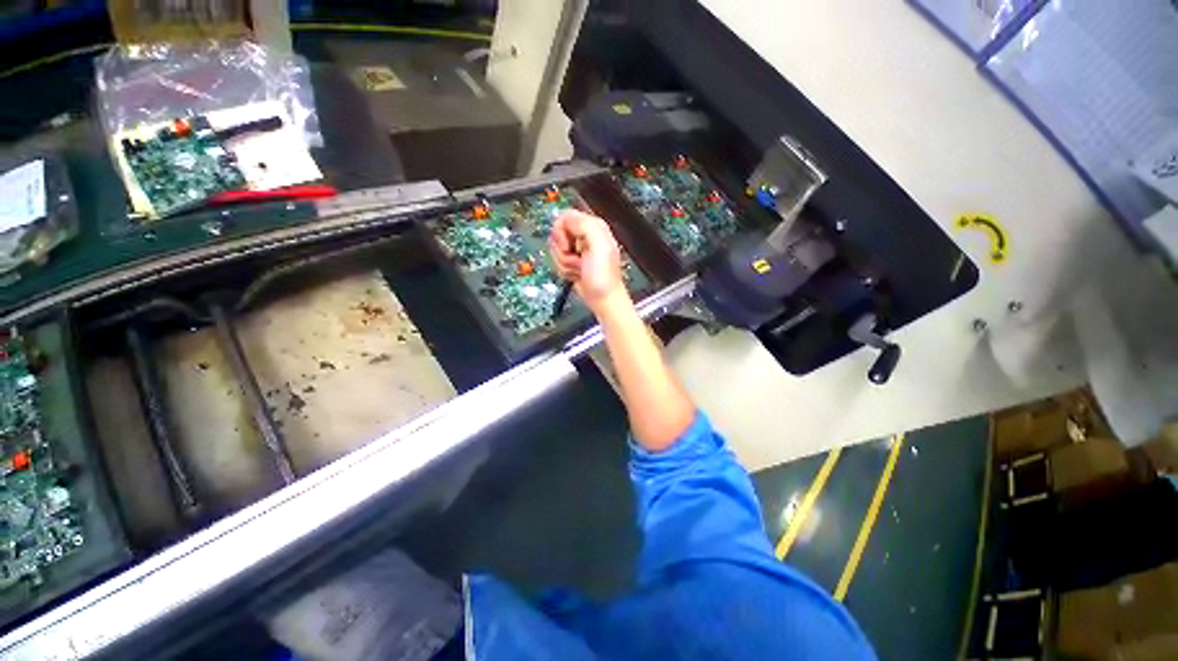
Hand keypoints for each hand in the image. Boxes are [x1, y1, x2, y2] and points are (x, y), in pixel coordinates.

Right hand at [549, 210, 624, 311]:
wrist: (602, 298)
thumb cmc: (603, 276)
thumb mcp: (599, 245)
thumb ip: (584, 225)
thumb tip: (567, 218)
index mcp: (593, 226)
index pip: (565, 217)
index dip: (561, 232)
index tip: (567, 246)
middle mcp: (585, 236)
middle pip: (558, 233)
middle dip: (562, 250)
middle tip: (576, 259)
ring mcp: (578, 250)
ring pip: (556, 249)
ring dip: (564, 262)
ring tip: (579, 268)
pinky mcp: (573, 261)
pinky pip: (558, 260)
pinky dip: (564, 270)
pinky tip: (576, 274)